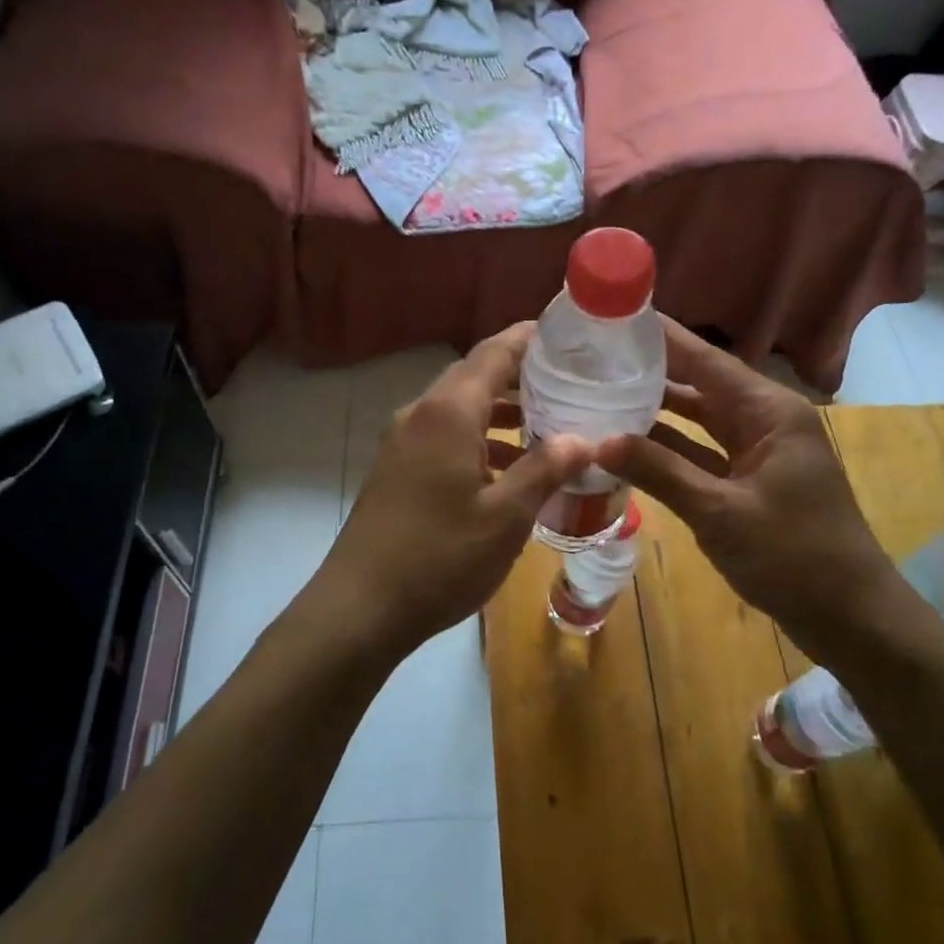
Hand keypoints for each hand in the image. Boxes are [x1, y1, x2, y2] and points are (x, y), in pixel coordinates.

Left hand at [313, 324, 591, 656]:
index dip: (529, 339)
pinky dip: (478, 440)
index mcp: (448, 412)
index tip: (567, 335)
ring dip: (501, 412)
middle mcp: (421, 414)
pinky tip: (508, 469)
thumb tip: (583, 439)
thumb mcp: (505, 517)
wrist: (360, 608)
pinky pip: (444, 436)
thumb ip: (544, 470)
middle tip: (569, 382)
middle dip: (521, 376)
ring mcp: (402, 441)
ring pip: (459, 409)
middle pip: (475, 377)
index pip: (494, 354)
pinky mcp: (395, 468)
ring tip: (549, 424)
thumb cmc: (440, 557)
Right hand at [598, 321, 920, 665]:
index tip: (613, 317)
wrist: (850, 617)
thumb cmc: (795, 557)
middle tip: (592, 359)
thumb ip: (660, 473)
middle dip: (649, 371)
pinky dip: (667, 450)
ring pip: (696, 420)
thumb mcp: (721, 513)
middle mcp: (763, 420)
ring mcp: (756, 452)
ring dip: (654, 412)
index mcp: (768, 411)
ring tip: (598, 394)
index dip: (660, 337)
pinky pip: (700, 453)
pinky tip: (625, 446)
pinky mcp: (747, 481)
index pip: (705, 359)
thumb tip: (598, 442)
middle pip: (698, 384)